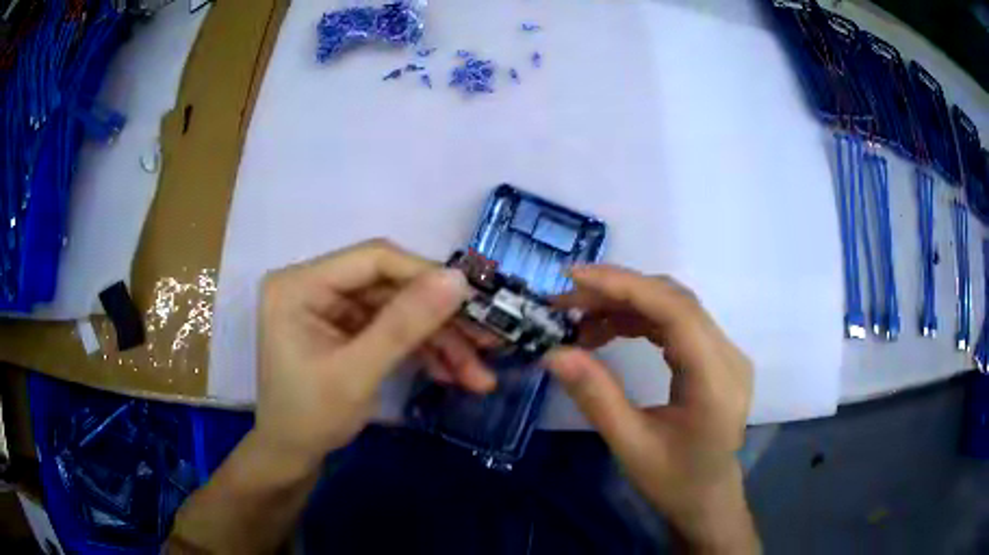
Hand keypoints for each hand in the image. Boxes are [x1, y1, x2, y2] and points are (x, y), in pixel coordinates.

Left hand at [255, 239, 493, 470]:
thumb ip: (405, 325)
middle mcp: (314, 285)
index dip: (426, 275)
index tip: (474, 300)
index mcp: (300, 285)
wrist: (292, 456)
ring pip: (399, 310)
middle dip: (440, 321)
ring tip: (477, 375)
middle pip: (391, 287)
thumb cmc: (310, 418)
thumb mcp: (357, 374)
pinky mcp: (345, 328)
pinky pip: (392, 329)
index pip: (373, 260)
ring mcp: (331, 307)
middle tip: (487, 341)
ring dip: (439, 342)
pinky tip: (452, 373)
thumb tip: (458, 280)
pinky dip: (422, 351)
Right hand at [546, 265, 758, 552]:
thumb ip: (596, 396)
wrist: (709, 500)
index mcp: (716, 380)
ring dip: (627, 304)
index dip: (625, 286)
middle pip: (676, 301)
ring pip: (675, 307)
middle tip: (566, 300)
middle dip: (618, 291)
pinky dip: (640, 319)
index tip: (574, 278)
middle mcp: (729, 356)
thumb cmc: (675, 482)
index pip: (675, 311)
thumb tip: (553, 352)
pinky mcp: (715, 358)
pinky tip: (609, 330)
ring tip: (580, 319)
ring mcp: (725, 354)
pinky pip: (677, 324)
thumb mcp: (630, 446)